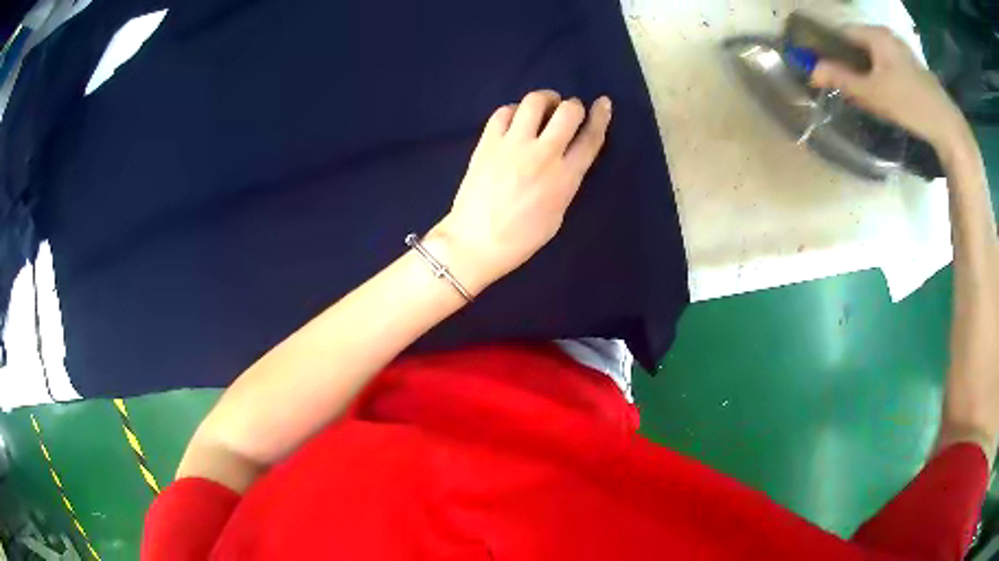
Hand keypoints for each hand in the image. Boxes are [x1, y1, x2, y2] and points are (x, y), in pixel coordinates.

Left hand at [426, 90, 611, 294]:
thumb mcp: (558, 213)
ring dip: (545, 99)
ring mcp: (513, 145)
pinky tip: (515, 119)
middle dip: (573, 105)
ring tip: (544, 106)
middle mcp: (543, 154)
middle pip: (568, 112)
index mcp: (565, 177)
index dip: (600, 117)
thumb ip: (566, 181)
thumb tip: (566, 159)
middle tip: (567, 110)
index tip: (603, 103)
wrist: (476, 242)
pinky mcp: (488, 142)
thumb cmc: (521, 238)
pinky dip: (514, 110)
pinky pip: (503, 112)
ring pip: (534, 102)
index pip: (591, 138)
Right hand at [811, 26, 968, 151]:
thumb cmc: (910, 105)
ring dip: (866, 70)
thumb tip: (811, 70)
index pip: (843, 32)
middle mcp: (889, 35)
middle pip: (859, 43)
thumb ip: (842, 79)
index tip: (825, 69)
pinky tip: (885, 94)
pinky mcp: (914, 67)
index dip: (831, 48)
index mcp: (876, 34)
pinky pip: (888, 64)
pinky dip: (881, 74)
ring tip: (865, 92)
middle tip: (845, 85)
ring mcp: (903, 51)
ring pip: (875, 55)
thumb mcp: (873, 94)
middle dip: (850, 61)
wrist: (948, 127)